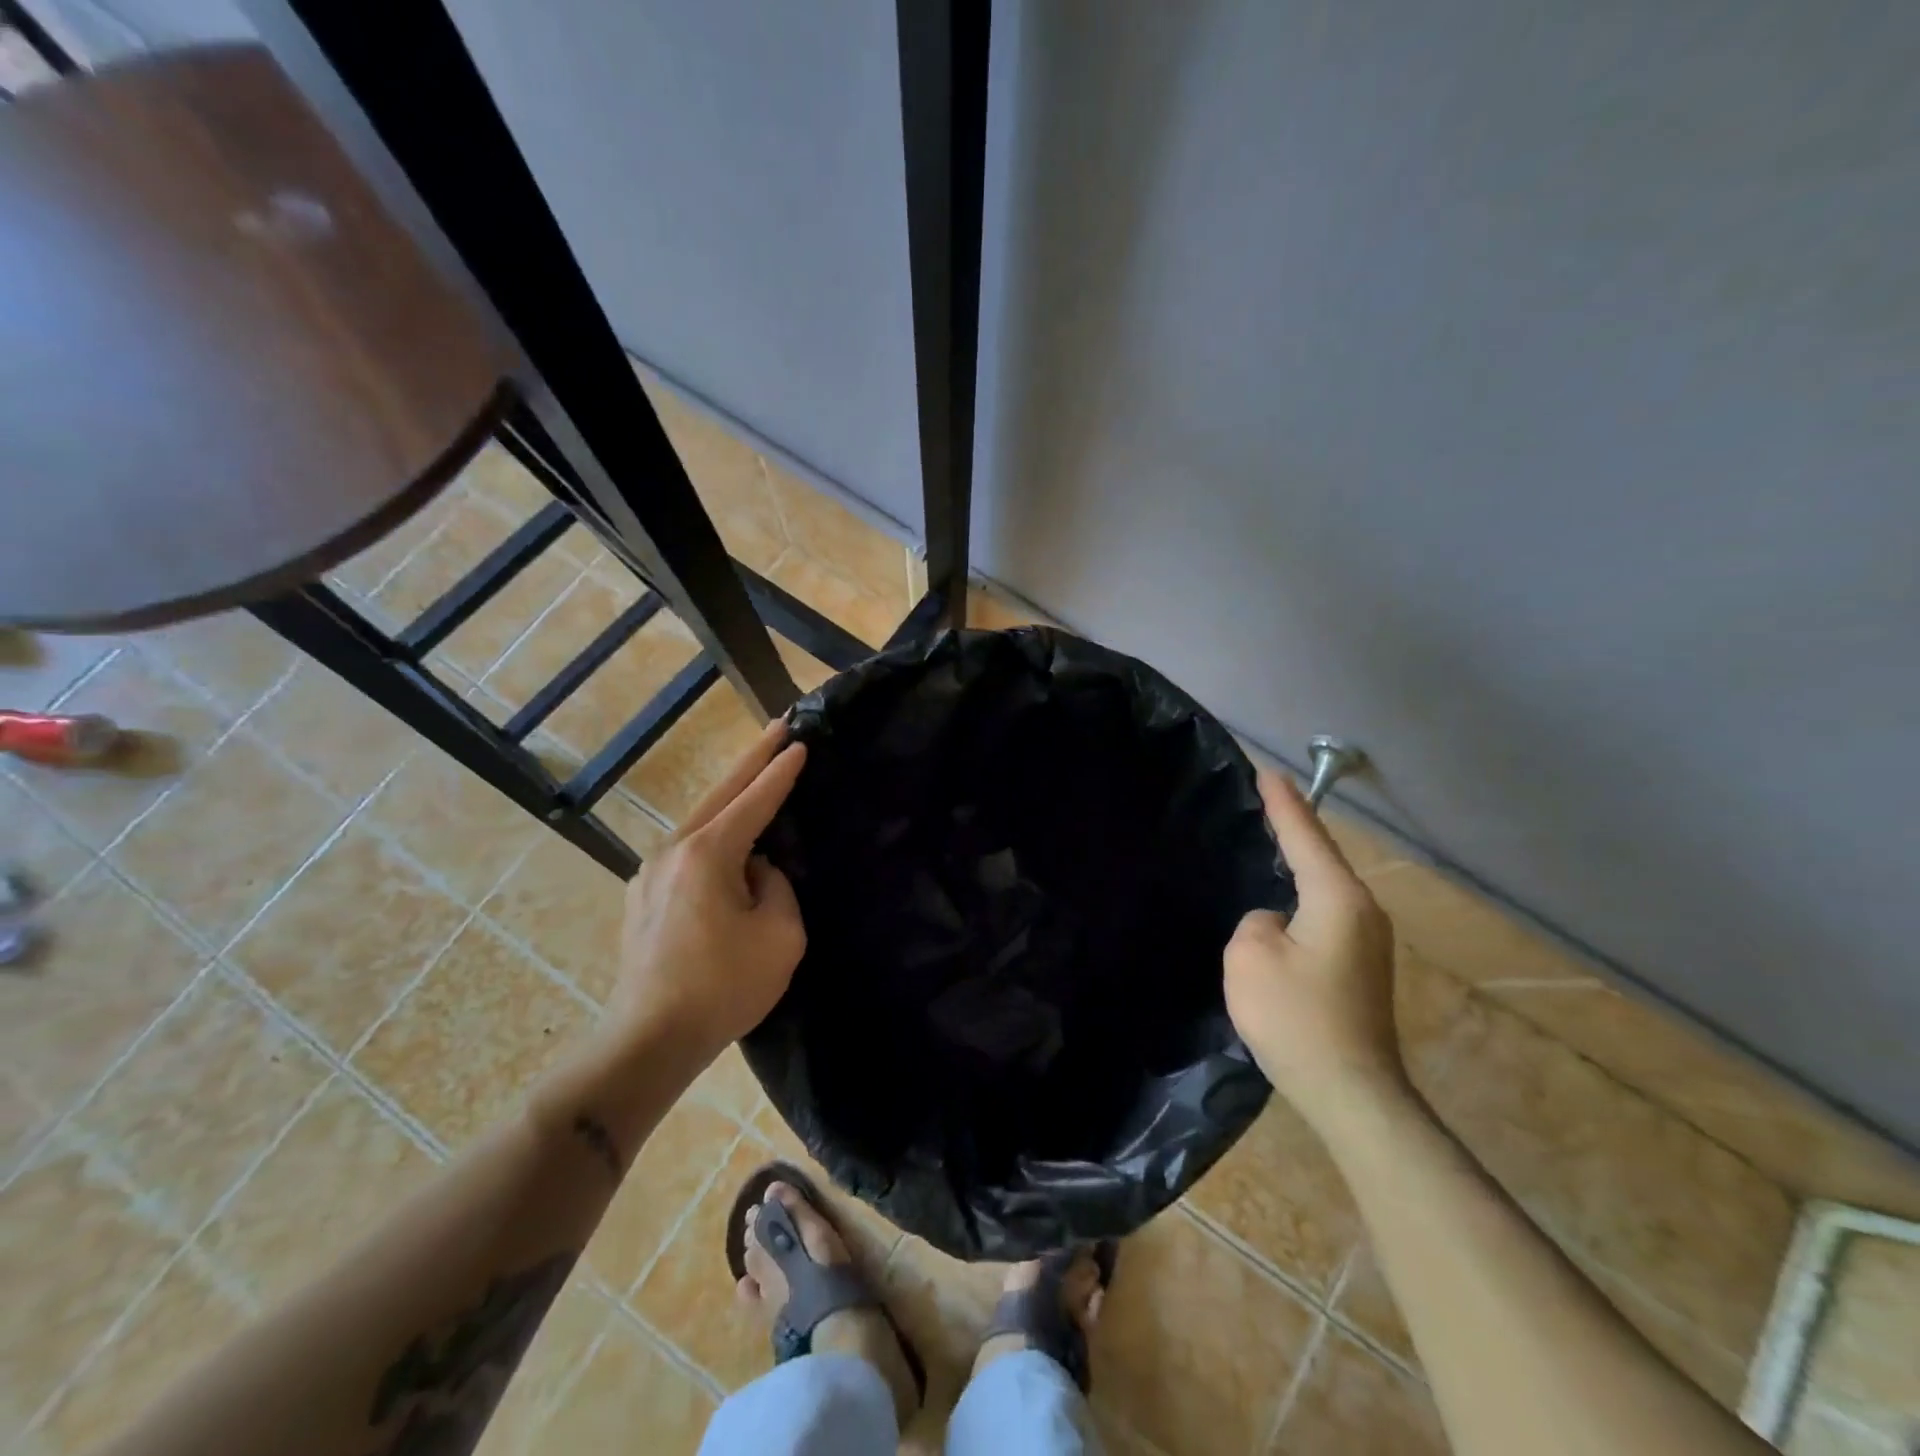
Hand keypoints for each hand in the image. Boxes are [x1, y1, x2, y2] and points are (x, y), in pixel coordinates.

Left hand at [610, 721, 807, 1061]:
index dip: (780, 770)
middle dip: (752, 758)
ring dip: (731, 796)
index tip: (800, 741)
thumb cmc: (724, 987)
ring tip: (758, 778)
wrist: (650, 1039)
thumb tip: (758, 871)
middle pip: (720, 793)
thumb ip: (777, 887)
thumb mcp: (780, 935)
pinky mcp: (643, 896)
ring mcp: (650, 873)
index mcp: (707, 854)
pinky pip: (688, 850)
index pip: (754, 799)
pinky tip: (729, 840)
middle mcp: (673, 851)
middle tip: (778, 727)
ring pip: (700, 820)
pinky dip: (714, 832)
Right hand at [1223, 770, 1405, 1130]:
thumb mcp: (1250, 957)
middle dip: (1295, 827)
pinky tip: (1285, 902)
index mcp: (1338, 899)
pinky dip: (1303, 896)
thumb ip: (1256, 920)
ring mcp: (1368, 941)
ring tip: (1272, 842)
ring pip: (1325, 888)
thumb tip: (1276, 922)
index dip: (1284, 803)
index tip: (1268, 771)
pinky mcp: (1362, 967)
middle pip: (1322, 857)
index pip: (1306, 836)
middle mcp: (1363, 911)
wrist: (1352, 1093)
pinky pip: (1326, 914)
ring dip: (1300, 864)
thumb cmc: (1296, 1017)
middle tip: (1266, 800)